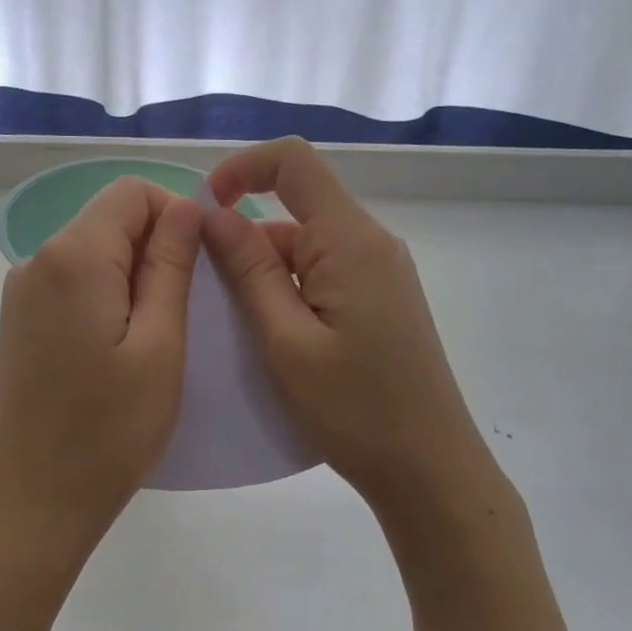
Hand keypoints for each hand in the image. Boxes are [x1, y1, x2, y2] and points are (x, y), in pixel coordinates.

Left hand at [0, 177, 203, 547]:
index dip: (176, 213)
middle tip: (190, 311)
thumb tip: (186, 206)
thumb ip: (171, 266)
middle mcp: (36, 260)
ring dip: (135, 276)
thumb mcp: (160, 346)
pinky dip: (108, 297)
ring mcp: (21, 293)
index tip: (203, 265)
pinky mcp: (19, 323)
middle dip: (157, 248)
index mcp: (72, 257)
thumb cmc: (108, 432)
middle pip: (109, 220)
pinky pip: (73, 284)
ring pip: (93, 253)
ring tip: (161, 337)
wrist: (31, 503)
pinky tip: (124, 349)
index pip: (131, 193)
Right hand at [203, 138, 493, 512]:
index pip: (294, 162)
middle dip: (245, 240)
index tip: (203, 209)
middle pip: (296, 210)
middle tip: (209, 298)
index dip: (242, 168)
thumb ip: (249, 272)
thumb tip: (214, 215)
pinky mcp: (382, 301)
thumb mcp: (286, 341)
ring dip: (266, 274)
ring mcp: (381, 273)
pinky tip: (276, 339)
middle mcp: (372, 243)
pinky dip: (290, 292)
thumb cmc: (354, 409)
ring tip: (239, 331)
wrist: (429, 468)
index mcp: (350, 241)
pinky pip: (325, 274)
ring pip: (307, 248)